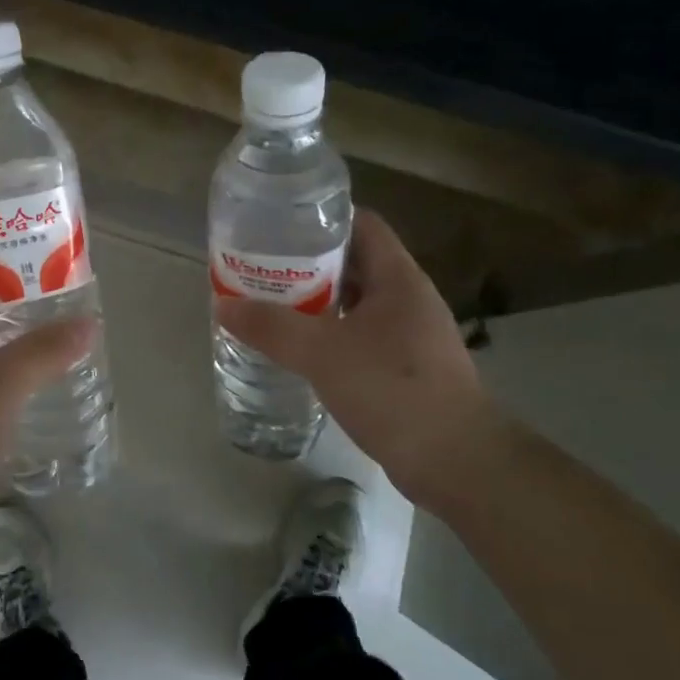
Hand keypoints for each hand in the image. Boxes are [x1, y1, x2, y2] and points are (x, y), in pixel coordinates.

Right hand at [214, 210, 505, 515]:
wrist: (456, 460)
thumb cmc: (392, 390)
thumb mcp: (322, 353)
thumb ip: (272, 327)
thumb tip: (223, 306)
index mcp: (398, 278)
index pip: (362, 224)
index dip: (322, 219)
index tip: (280, 228)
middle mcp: (409, 298)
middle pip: (355, 263)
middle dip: (309, 265)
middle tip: (265, 270)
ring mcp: (412, 334)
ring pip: (358, 303)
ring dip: (319, 303)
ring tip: (274, 307)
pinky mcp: (408, 367)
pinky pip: (363, 336)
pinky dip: (332, 335)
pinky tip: (303, 351)